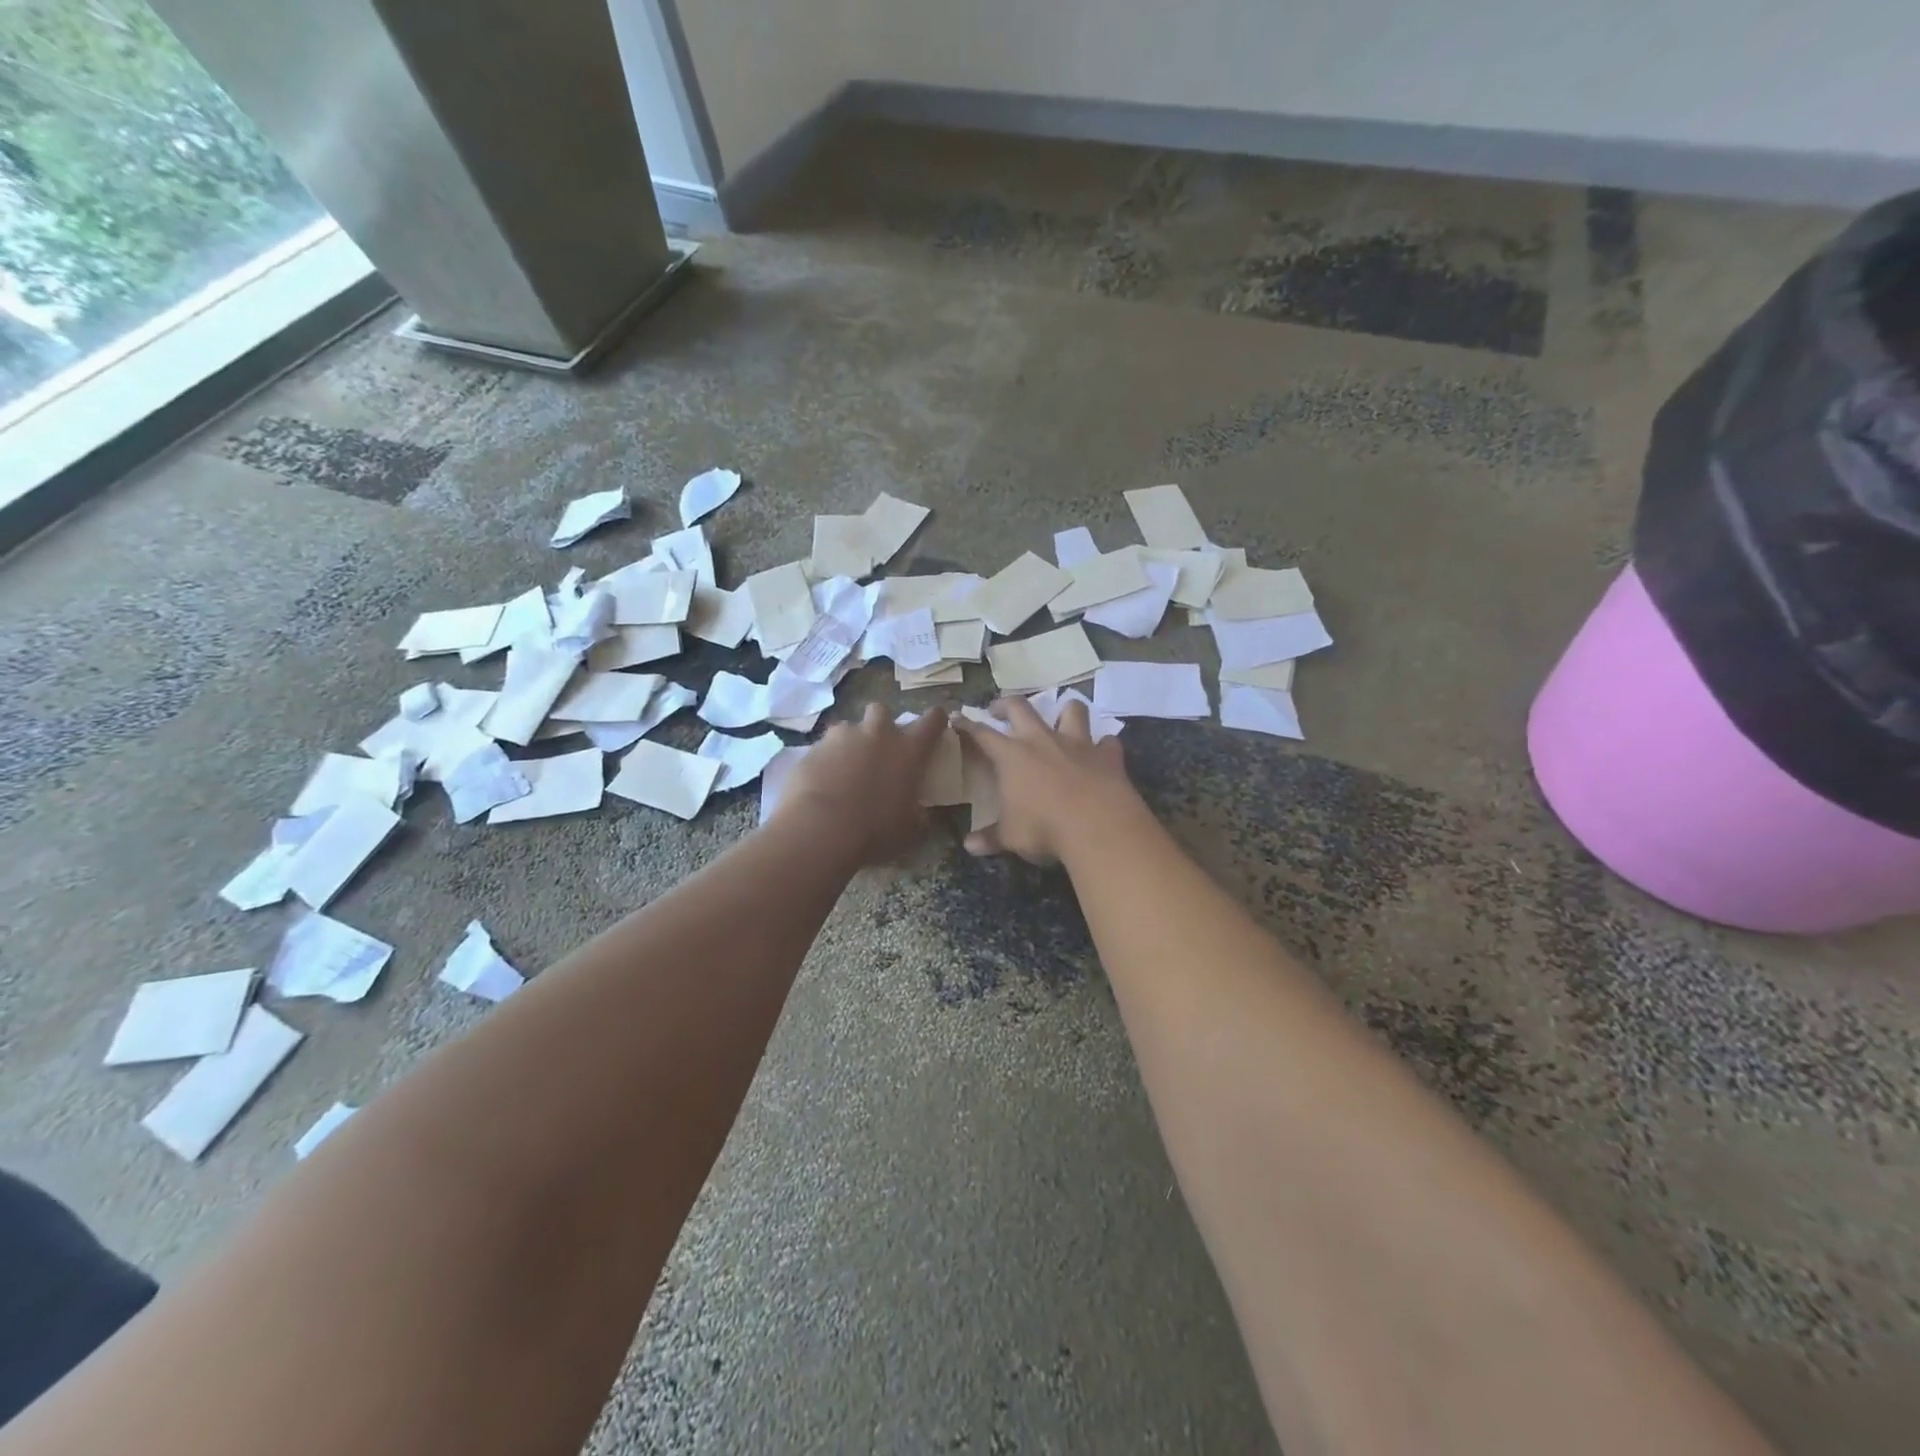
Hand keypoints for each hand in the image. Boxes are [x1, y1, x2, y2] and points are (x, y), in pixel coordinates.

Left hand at [777, 703, 947, 864]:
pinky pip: (822, 748)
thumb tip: (920, 812)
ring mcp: (841, 737)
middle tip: (879, 748)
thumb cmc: (875, 831)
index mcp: (908, 750)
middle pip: (882, 711)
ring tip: (845, 769)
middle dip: (881, 725)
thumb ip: (919, 814)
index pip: (932, 720)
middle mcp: (876, 734)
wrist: (820, 830)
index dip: (935, 720)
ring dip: (850, 743)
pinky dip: (825, 761)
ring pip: (848, 728)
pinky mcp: (812, 749)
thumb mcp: (911, 830)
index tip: (935, 726)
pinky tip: (821, 783)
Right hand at [953, 697, 1141, 863]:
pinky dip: (1103, 746)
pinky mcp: (1107, 755)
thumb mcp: (1011, 837)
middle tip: (999, 709)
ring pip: (1072, 710)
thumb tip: (969, 846)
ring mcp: (1078, 744)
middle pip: (1020, 708)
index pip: (982, 733)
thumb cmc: (1044, 829)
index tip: (958, 717)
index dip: (967, 724)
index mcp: (1012, 756)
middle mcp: (1042, 740)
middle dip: (1006, 704)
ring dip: (1065, 711)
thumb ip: (990, 838)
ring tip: (1060, 718)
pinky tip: (1102, 752)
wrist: (1098, 826)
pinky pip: (1107, 742)